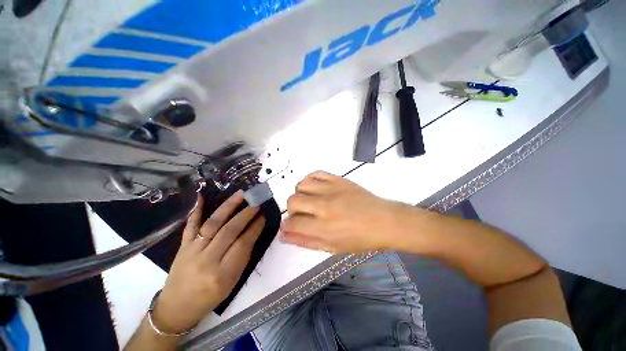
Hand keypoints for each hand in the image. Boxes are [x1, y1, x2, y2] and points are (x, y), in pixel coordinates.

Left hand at [152, 191, 264, 332]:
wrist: (176, 307)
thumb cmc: (209, 298)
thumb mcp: (232, 282)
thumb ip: (243, 257)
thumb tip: (253, 231)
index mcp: (222, 274)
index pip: (243, 244)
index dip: (255, 227)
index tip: (263, 215)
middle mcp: (206, 260)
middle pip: (229, 231)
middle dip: (245, 214)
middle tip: (256, 203)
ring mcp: (192, 251)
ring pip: (212, 224)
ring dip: (228, 207)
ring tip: (240, 194)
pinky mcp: (182, 246)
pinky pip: (190, 226)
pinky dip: (196, 210)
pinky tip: (202, 196)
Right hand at [281, 171, 420, 252]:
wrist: (384, 220)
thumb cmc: (360, 239)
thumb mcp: (333, 247)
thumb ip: (306, 241)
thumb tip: (284, 236)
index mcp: (324, 227)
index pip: (293, 223)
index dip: (287, 226)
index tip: (289, 226)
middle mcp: (324, 205)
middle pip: (293, 200)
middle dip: (292, 210)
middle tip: (302, 214)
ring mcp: (332, 189)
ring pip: (301, 184)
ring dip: (300, 194)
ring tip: (309, 200)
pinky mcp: (338, 179)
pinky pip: (316, 173)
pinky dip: (311, 180)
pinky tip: (316, 188)